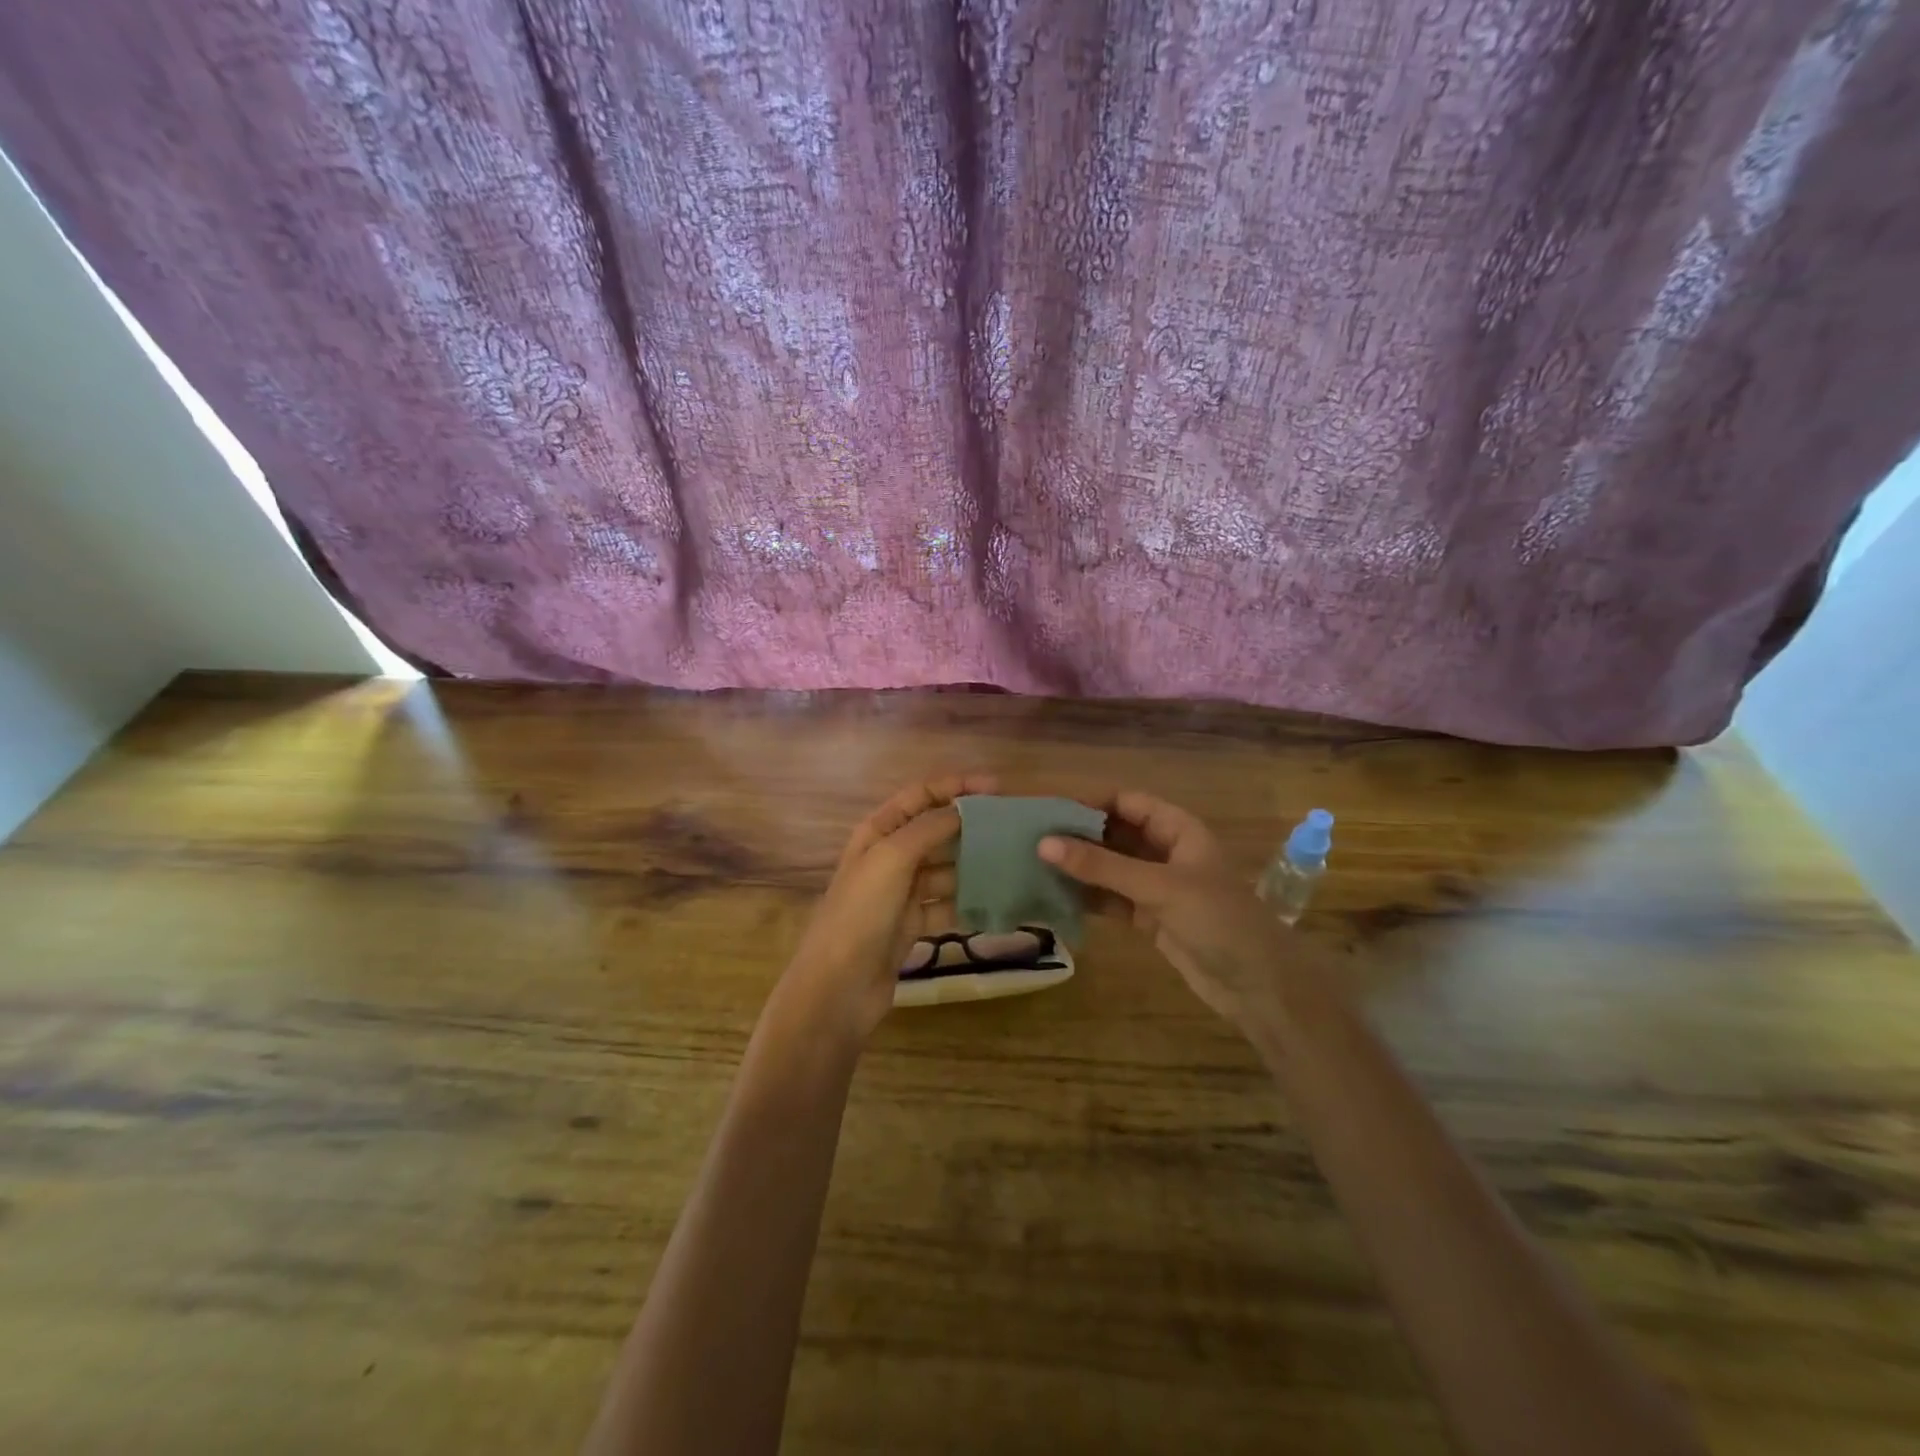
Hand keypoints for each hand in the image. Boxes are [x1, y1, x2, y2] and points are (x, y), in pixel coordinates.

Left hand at [781, 773, 993, 1041]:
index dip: (955, 787)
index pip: (920, 796)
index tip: (996, 789)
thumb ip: (929, 828)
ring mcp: (901, 892)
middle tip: (1013, 828)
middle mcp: (890, 856)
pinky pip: (947, 903)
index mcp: (878, 832)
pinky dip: (968, 901)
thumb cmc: (861, 912)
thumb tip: (964, 808)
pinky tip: (998, 901)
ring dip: (974, 864)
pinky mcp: (913, 924)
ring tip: (1014, 862)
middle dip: (971, 826)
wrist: (838, 986)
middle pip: (936, 831)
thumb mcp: (892, 859)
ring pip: (946, 868)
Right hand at [1039, 791, 1298, 1034]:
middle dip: (1078, 835)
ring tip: (1034, 865)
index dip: (1090, 801)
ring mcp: (1157, 886)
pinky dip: (1087, 897)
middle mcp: (1165, 851)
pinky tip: (1055, 896)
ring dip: (1079, 868)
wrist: (1258, 985)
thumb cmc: (1217, 919)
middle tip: (1030, 837)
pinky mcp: (1149, 917)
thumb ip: (1101, 866)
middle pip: (1115, 833)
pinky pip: (1112, 899)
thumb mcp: (1158, 886)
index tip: (1047, 808)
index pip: (1127, 801)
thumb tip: (1044, 843)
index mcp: (1178, 829)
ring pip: (1110, 868)